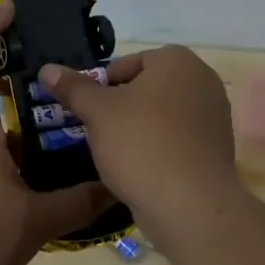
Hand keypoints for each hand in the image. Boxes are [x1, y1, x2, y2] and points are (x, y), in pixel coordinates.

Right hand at [35, 46, 239, 222]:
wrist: (189, 204)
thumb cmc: (140, 144)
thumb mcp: (97, 112)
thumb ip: (73, 87)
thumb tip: (47, 69)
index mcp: (177, 60)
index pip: (127, 64)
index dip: (102, 86)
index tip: (89, 112)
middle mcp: (203, 81)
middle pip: (147, 89)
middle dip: (122, 108)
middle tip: (99, 132)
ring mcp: (215, 116)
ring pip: (163, 116)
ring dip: (139, 129)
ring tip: (118, 154)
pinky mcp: (217, 149)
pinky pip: (178, 140)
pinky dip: (159, 149)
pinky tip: (142, 171)